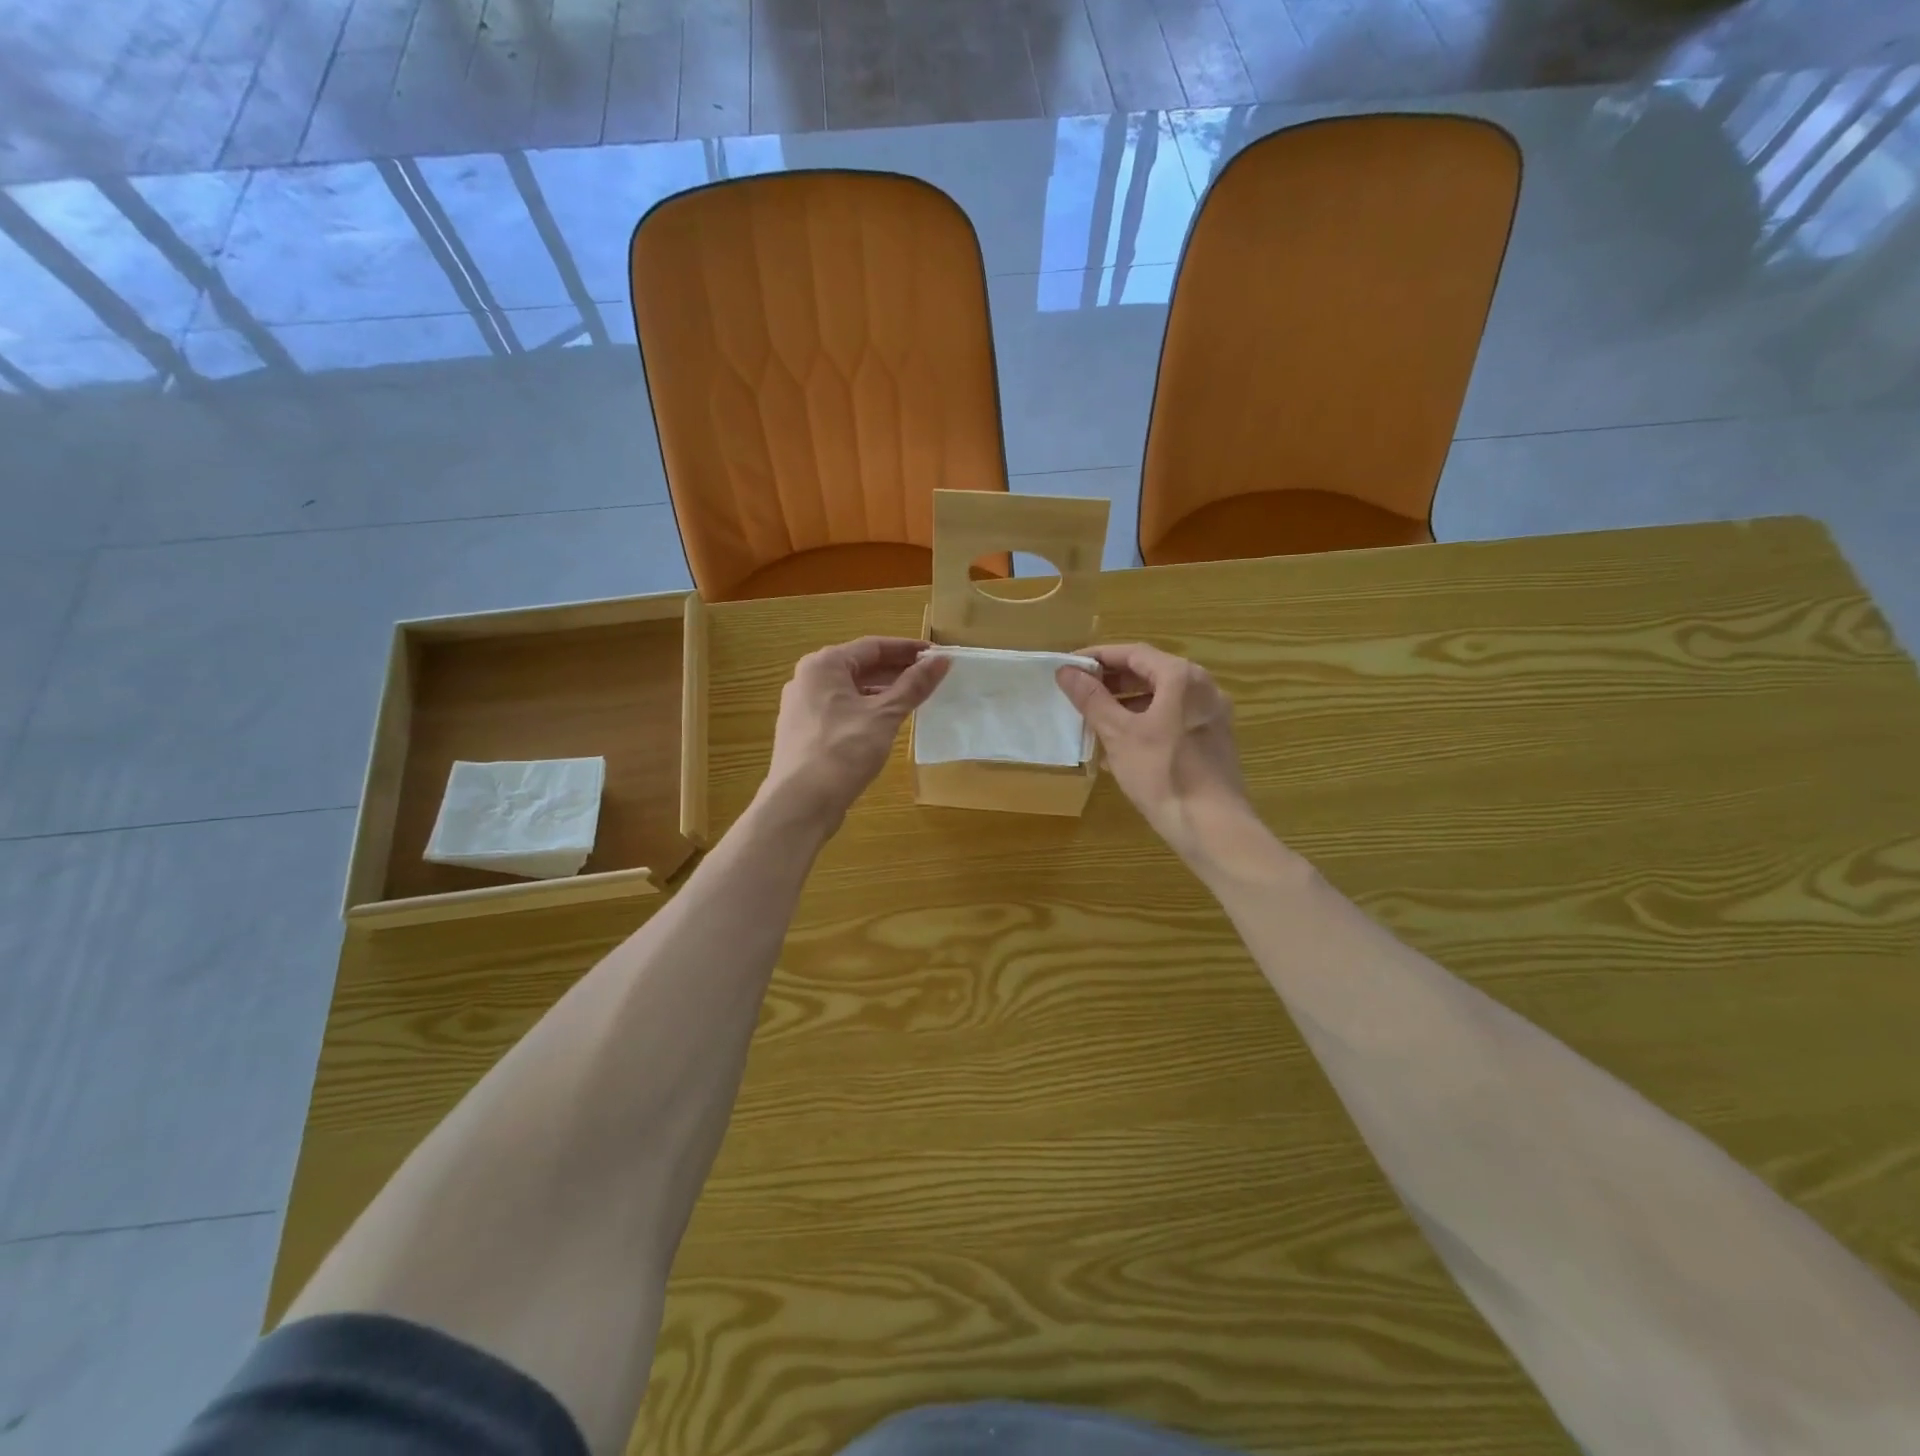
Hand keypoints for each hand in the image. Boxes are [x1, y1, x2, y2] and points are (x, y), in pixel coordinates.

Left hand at [762, 637, 949, 830]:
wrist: (801, 803)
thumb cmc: (843, 751)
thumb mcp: (884, 715)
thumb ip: (914, 686)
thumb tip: (942, 660)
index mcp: (823, 665)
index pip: (873, 646)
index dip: (908, 649)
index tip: (937, 656)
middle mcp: (808, 679)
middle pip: (860, 666)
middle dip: (896, 671)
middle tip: (932, 677)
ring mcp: (803, 707)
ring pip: (851, 690)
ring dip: (883, 692)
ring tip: (915, 699)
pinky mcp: (805, 732)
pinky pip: (842, 710)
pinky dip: (867, 710)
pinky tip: (887, 723)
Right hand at [1057, 644, 1250, 859]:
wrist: (1212, 826)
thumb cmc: (1162, 774)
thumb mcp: (1119, 734)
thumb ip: (1092, 699)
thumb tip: (1067, 672)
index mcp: (1182, 677)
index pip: (1133, 653)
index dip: (1098, 657)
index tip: (1069, 668)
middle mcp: (1203, 687)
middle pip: (1150, 672)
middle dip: (1112, 681)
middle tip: (1079, 692)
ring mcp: (1212, 714)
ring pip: (1162, 697)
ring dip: (1127, 703)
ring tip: (1095, 719)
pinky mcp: (1214, 740)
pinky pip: (1174, 718)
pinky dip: (1146, 721)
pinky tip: (1122, 746)